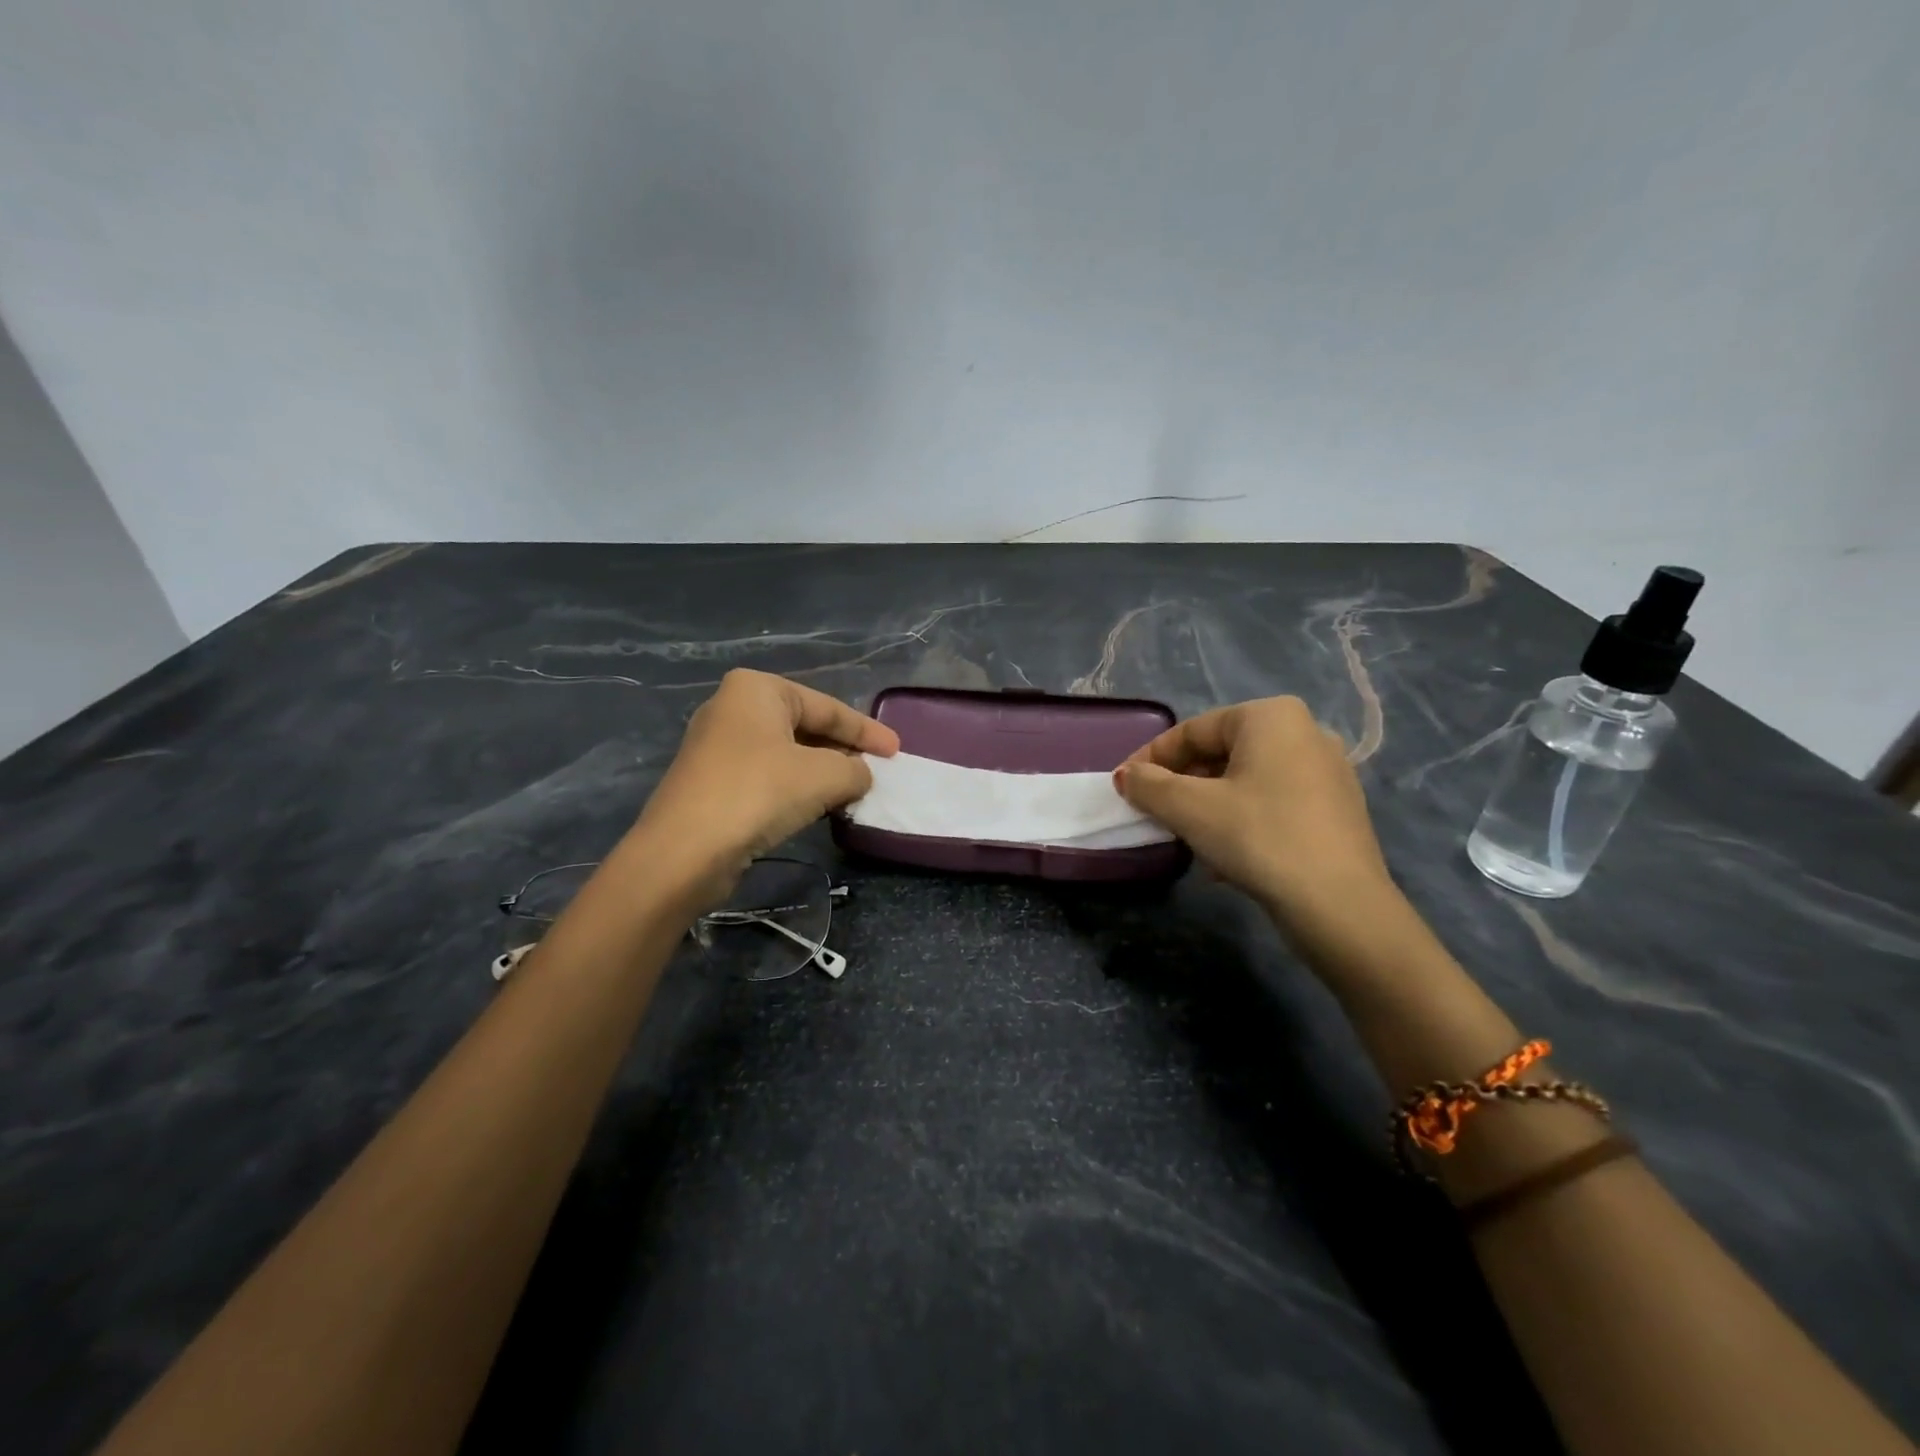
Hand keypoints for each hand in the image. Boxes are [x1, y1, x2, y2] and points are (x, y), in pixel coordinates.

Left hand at [634, 670, 898, 904]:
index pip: (827, 707)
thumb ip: (855, 769)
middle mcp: (733, 708)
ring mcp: (717, 746)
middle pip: (806, 727)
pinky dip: (796, 788)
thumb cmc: (758, 793)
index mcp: (757, 689)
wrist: (684, 851)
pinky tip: (818, 806)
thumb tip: (861, 775)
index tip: (897, 750)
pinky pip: (768, 775)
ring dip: (822, 773)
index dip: (866, 730)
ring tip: (854, 790)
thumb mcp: (824, 776)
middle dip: (843, 750)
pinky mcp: (711, 781)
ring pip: (787, 754)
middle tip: (877, 771)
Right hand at [1114, 697, 1396, 929]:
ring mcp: (1327, 772)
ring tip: (1186, 840)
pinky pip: (1272, 804)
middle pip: (1220, 754)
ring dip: (1207, 808)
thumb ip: (1149, 785)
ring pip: (1245, 782)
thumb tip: (1127, 776)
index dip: (1150, 759)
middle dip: (1181, 786)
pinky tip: (1224, 860)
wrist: (1340, 906)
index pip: (1192, 731)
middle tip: (1154, 815)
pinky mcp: (1336, 810)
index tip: (1124, 787)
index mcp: (1271, 717)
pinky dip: (1240, 822)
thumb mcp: (1190, 809)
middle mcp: (1305, 732)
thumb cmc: (1259, 838)